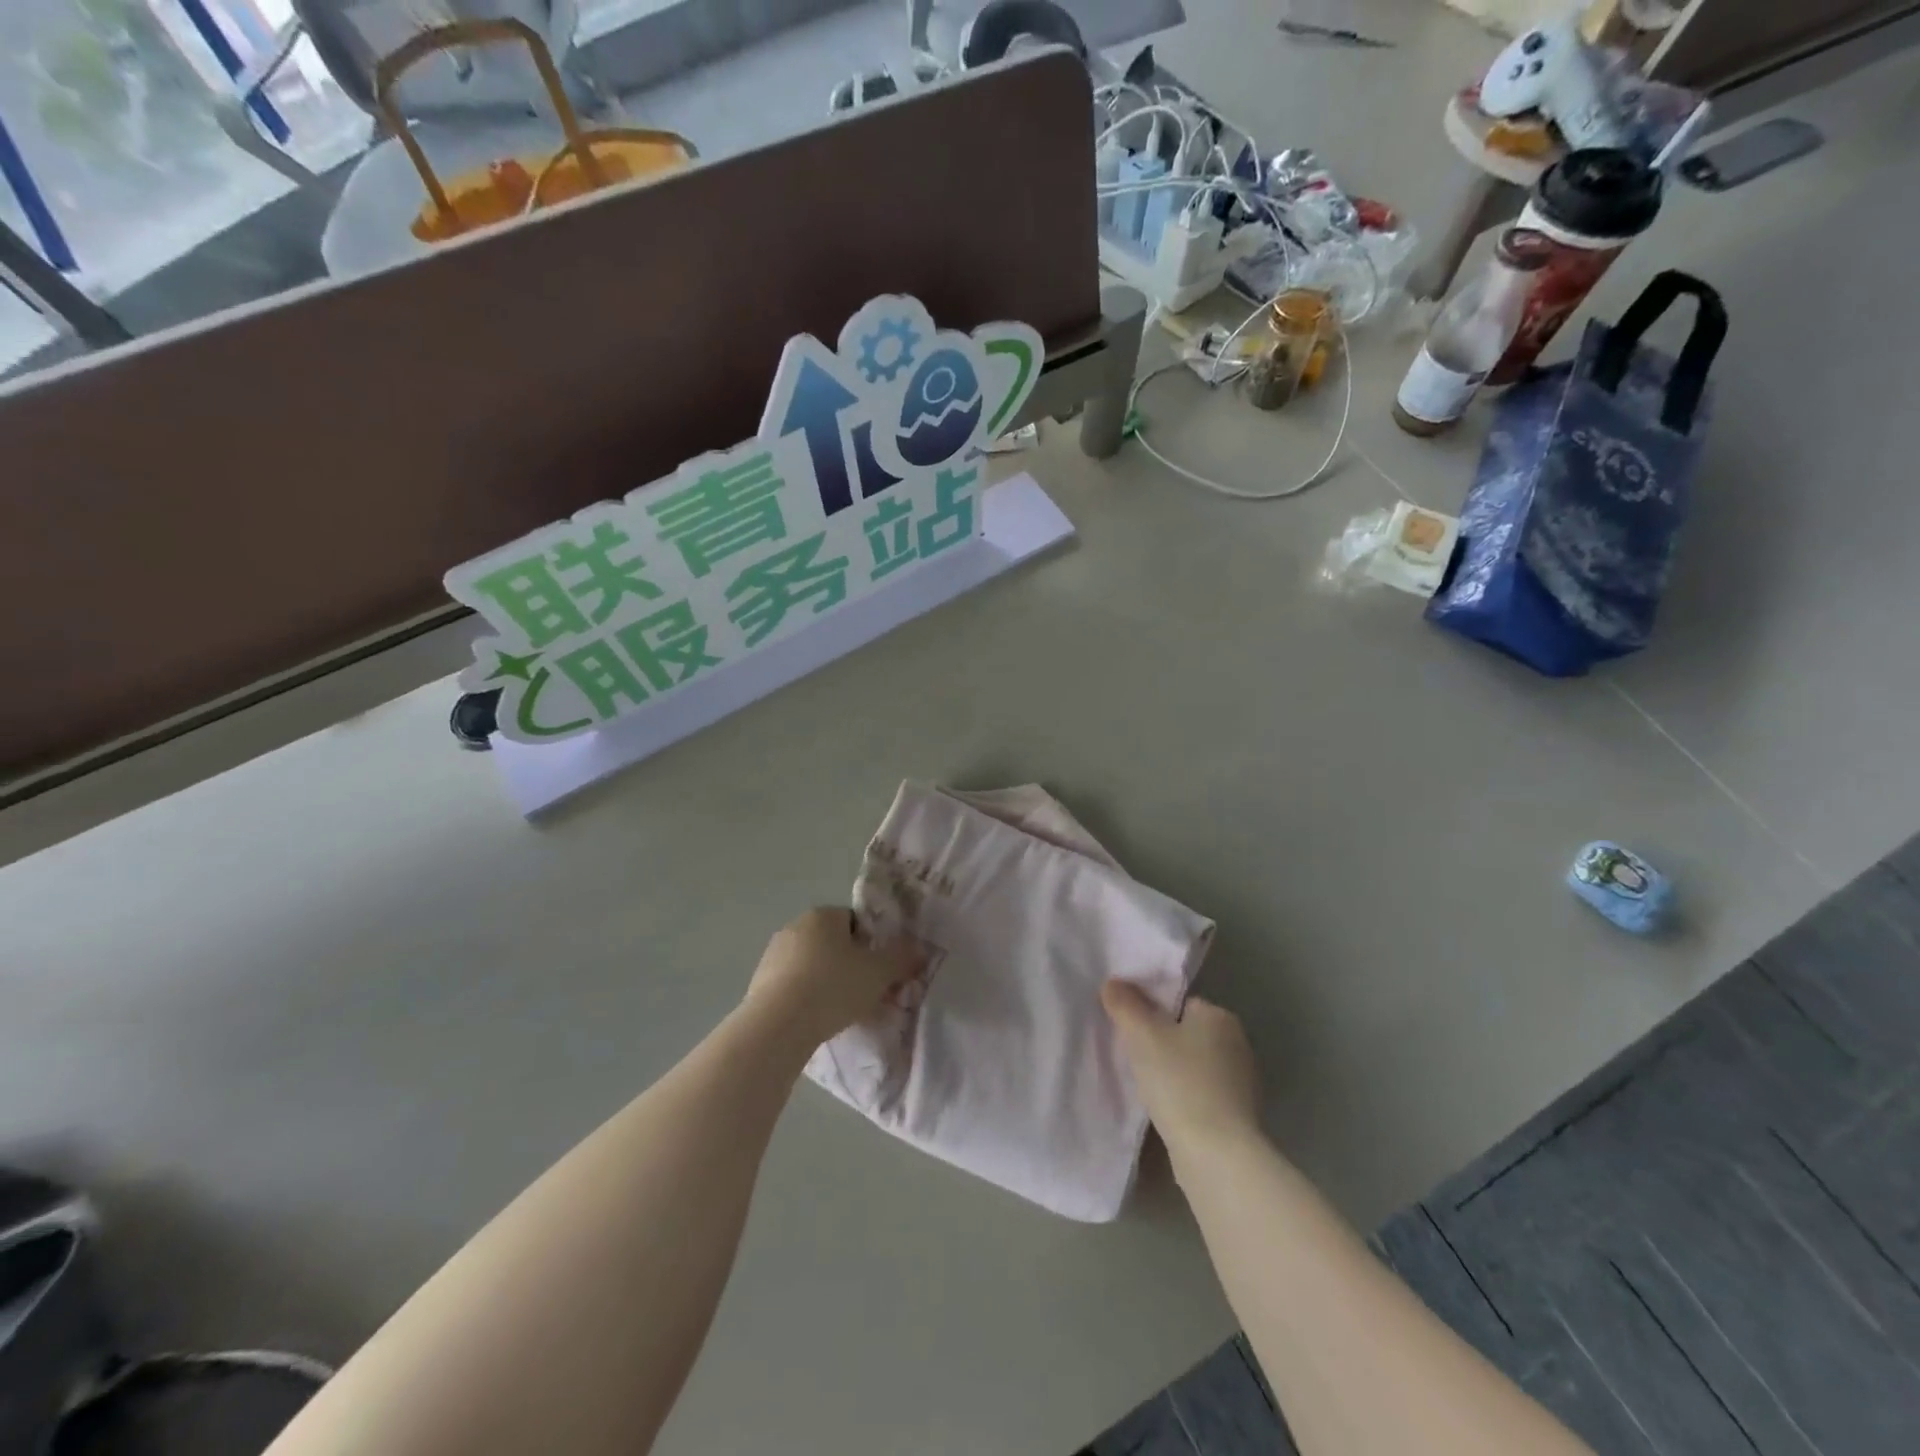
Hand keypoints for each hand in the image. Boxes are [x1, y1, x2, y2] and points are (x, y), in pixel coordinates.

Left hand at [744, 907, 919, 1049]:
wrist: (778, 1025)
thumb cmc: (833, 987)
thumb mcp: (879, 973)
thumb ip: (901, 959)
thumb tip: (920, 950)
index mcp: (823, 915)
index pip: (855, 922)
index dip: (871, 946)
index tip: (879, 971)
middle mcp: (795, 927)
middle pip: (833, 944)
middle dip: (850, 966)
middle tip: (865, 994)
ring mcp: (773, 954)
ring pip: (812, 966)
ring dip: (827, 983)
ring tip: (841, 1012)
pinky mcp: (759, 983)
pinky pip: (793, 986)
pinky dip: (806, 998)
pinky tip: (815, 1020)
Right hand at [1102, 982, 1262, 1160]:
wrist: (1216, 1154)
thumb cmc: (1179, 1082)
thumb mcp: (1142, 1035)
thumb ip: (1125, 1005)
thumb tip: (1112, 983)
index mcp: (1220, 1016)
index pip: (1179, 1002)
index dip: (1151, 1012)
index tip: (1131, 1029)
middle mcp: (1237, 1043)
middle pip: (1187, 1032)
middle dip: (1162, 1042)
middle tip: (1134, 1056)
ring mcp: (1242, 1081)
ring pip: (1193, 1064)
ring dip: (1173, 1072)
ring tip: (1146, 1086)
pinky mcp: (1239, 1114)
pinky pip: (1202, 1092)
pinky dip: (1184, 1096)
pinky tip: (1166, 1109)